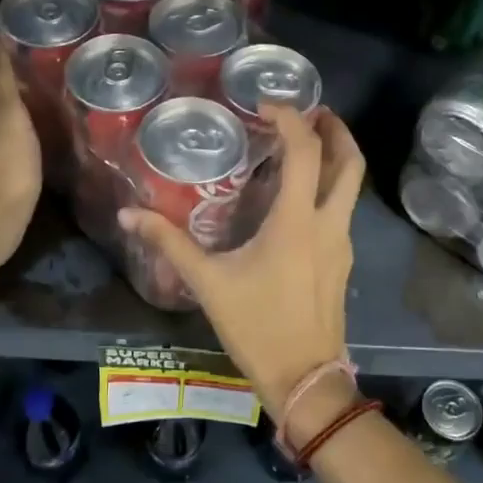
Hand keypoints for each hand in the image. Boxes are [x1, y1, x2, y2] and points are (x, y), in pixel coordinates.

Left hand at [0, 30, 41, 272]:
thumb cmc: (5, 164)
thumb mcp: (6, 115)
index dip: (9, 53)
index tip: (35, 34)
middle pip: (8, 93)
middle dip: (28, 75)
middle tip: (62, 58)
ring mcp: (5, 148)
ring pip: (20, 115)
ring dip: (36, 100)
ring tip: (67, 87)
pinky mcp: (18, 167)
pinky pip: (31, 136)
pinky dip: (41, 125)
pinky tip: (59, 125)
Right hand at [120, 105, 363, 419]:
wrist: (305, 378)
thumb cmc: (257, 327)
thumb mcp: (208, 283)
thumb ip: (169, 244)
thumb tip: (129, 216)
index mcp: (297, 221)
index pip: (305, 152)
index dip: (290, 119)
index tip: (266, 104)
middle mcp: (329, 224)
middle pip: (350, 162)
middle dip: (336, 130)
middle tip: (313, 110)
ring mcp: (343, 243)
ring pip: (352, 186)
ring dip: (337, 157)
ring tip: (308, 144)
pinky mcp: (344, 261)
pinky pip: (343, 210)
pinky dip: (330, 188)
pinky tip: (301, 197)